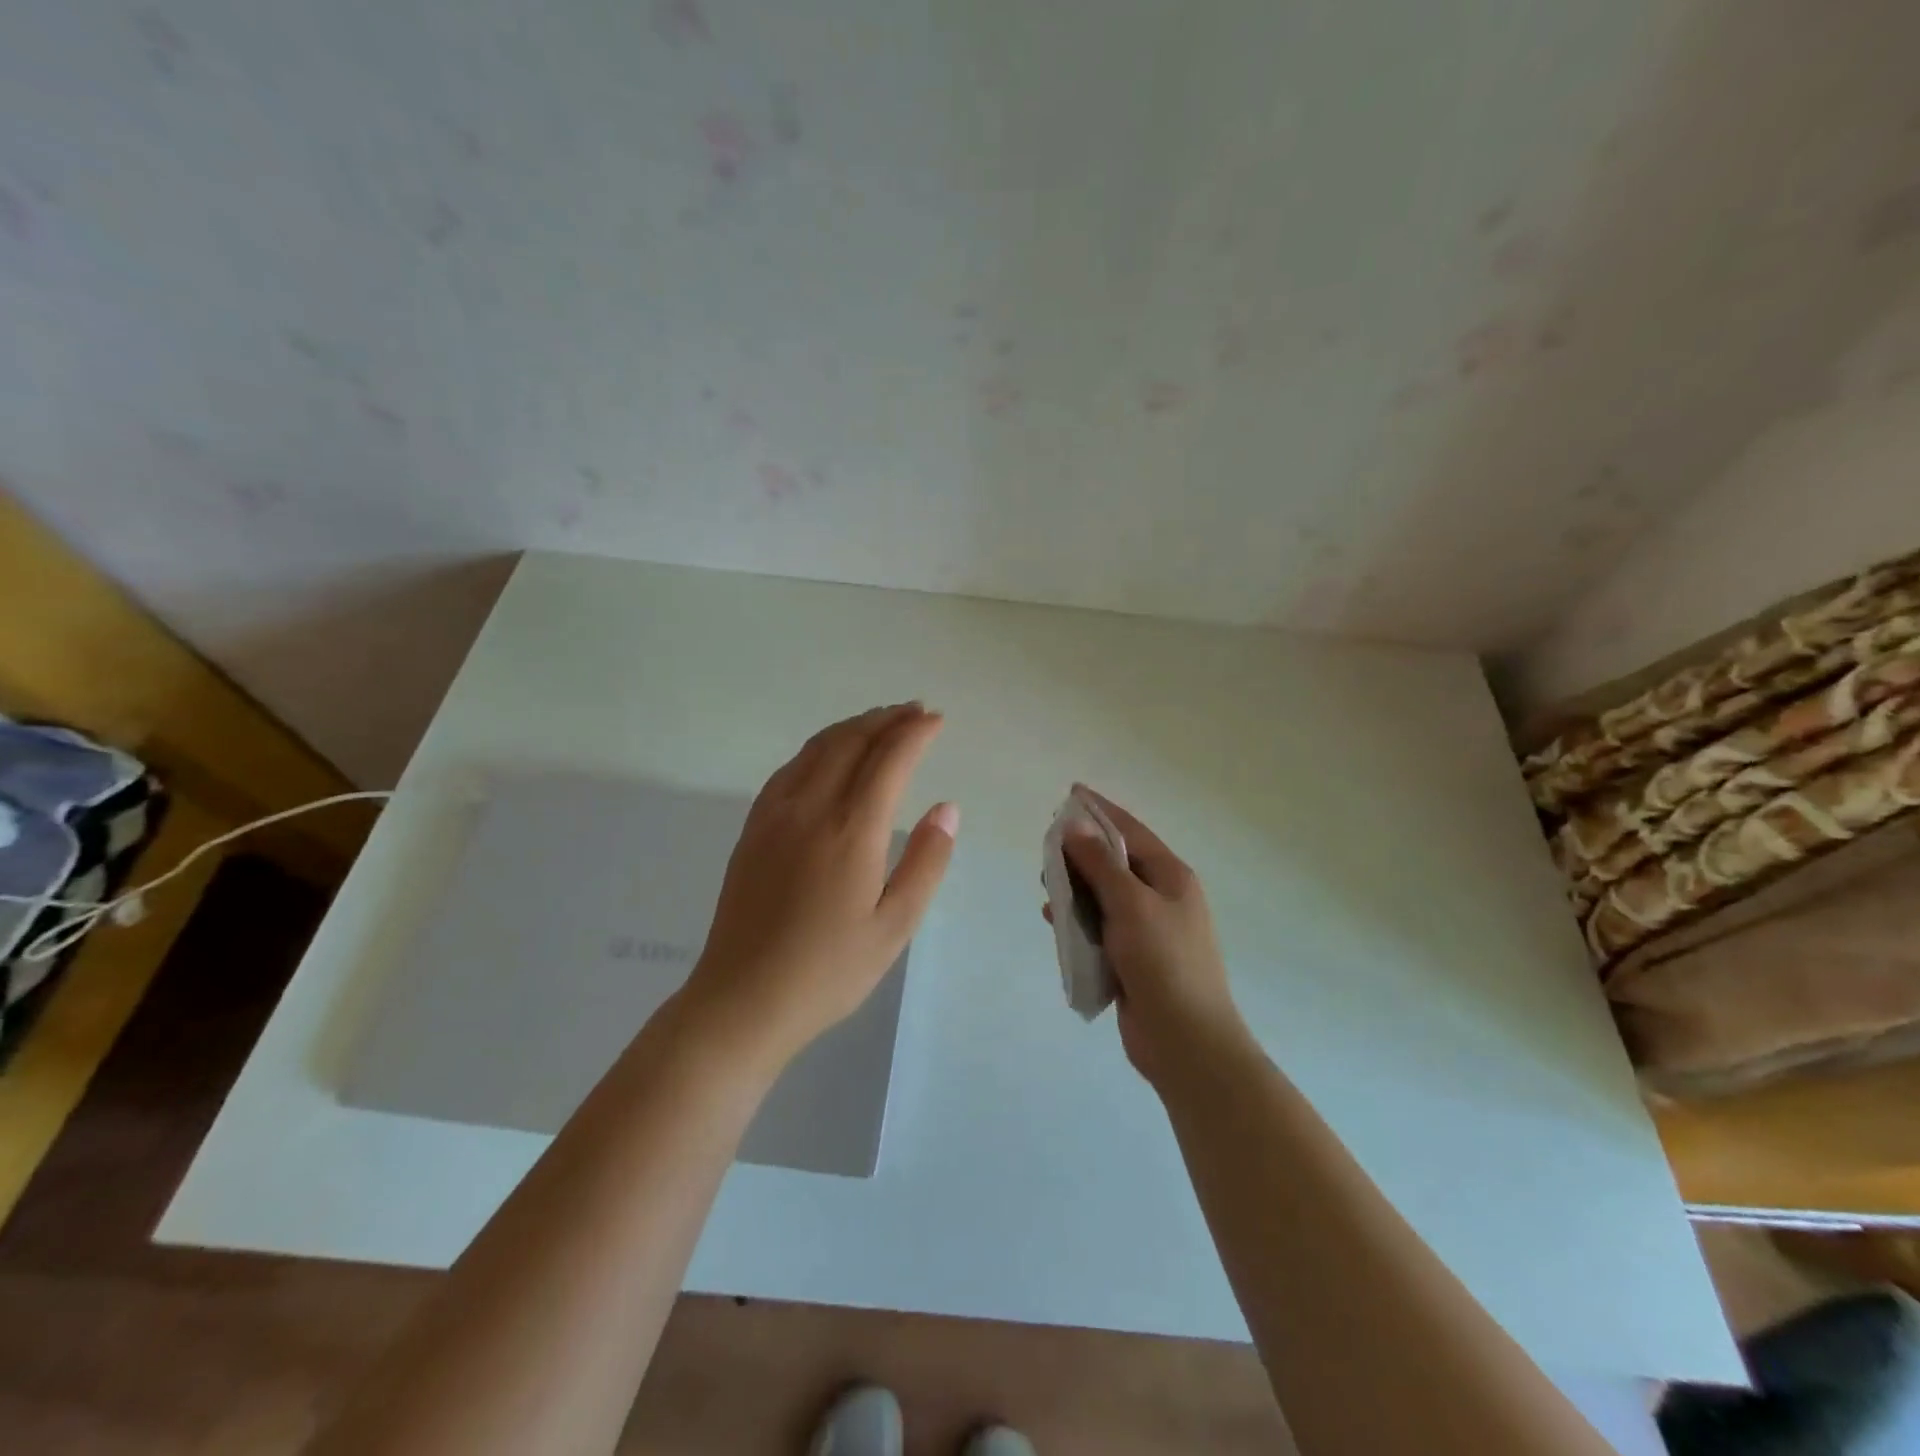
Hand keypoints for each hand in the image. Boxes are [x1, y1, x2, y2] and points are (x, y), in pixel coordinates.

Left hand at [685, 703, 957, 1065]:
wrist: (743, 999)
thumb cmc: (830, 970)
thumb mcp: (895, 925)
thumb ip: (926, 861)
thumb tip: (946, 808)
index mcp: (851, 831)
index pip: (888, 760)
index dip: (915, 733)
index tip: (936, 719)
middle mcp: (811, 809)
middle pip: (850, 742)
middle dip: (886, 719)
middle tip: (915, 711)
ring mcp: (775, 815)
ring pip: (816, 748)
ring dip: (852, 727)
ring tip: (879, 722)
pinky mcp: (753, 829)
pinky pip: (789, 769)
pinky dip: (818, 748)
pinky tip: (828, 755)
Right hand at [1046, 787, 1247, 1085]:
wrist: (1186, 1042)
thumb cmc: (1164, 963)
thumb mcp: (1130, 904)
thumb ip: (1100, 864)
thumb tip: (1076, 826)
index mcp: (1171, 877)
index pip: (1130, 831)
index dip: (1100, 810)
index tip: (1071, 793)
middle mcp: (1161, 898)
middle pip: (1115, 863)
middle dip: (1081, 853)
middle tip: (1047, 849)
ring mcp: (1148, 931)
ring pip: (1103, 896)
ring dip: (1076, 888)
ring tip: (1047, 885)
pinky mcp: (1132, 960)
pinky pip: (1099, 928)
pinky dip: (1077, 920)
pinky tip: (1054, 921)